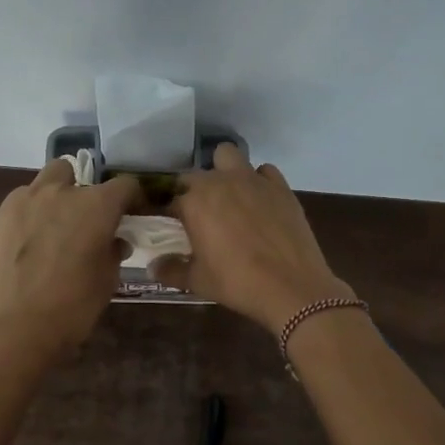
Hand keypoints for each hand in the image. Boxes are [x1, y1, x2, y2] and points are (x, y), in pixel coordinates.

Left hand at [0, 160, 141, 357]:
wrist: (21, 325)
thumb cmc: (75, 304)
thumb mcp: (108, 277)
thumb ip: (114, 249)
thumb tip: (115, 240)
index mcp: (98, 205)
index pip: (125, 185)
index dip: (132, 198)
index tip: (132, 213)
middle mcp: (64, 192)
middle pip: (79, 172)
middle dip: (86, 190)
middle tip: (88, 218)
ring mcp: (29, 199)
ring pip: (48, 179)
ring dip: (57, 193)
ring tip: (57, 223)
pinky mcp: (3, 213)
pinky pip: (24, 199)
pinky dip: (33, 209)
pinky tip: (33, 237)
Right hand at [154, 144, 353, 330]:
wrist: (292, 287)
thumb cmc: (237, 283)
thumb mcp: (197, 281)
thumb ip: (170, 270)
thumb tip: (152, 267)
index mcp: (194, 201)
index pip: (171, 199)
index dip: (170, 214)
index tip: (173, 228)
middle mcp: (220, 181)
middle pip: (196, 176)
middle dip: (193, 192)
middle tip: (199, 218)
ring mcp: (253, 180)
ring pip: (228, 156)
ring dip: (222, 171)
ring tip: (228, 198)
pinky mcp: (280, 186)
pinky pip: (263, 171)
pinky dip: (258, 181)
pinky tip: (260, 202)